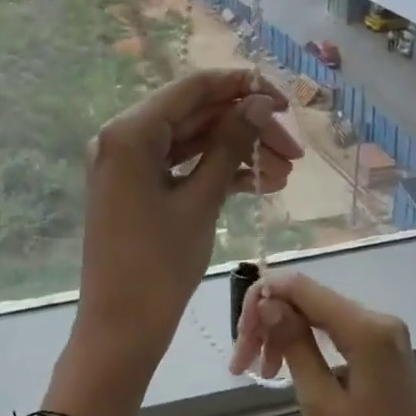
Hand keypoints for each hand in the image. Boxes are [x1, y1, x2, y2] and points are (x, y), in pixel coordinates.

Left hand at [74, 70, 304, 377]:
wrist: (121, 327)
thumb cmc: (159, 265)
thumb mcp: (201, 201)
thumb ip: (230, 145)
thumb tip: (259, 103)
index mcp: (130, 132)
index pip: (193, 88)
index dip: (242, 87)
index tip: (285, 101)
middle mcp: (122, 138)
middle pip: (194, 115)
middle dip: (246, 127)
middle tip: (294, 151)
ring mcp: (127, 165)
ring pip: (191, 142)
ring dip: (236, 152)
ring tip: (285, 174)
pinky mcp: (136, 188)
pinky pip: (180, 167)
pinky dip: (215, 172)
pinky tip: (258, 185)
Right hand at [230, 272, 415, 415]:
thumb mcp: (319, 399)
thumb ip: (293, 343)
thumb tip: (268, 301)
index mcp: (366, 328)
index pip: (300, 286)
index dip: (262, 296)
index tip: (238, 334)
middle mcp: (378, 318)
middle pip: (307, 298)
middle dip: (268, 321)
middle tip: (241, 362)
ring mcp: (383, 332)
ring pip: (317, 314)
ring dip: (283, 334)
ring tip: (261, 372)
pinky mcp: (382, 348)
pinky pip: (333, 330)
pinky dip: (305, 342)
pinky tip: (285, 368)